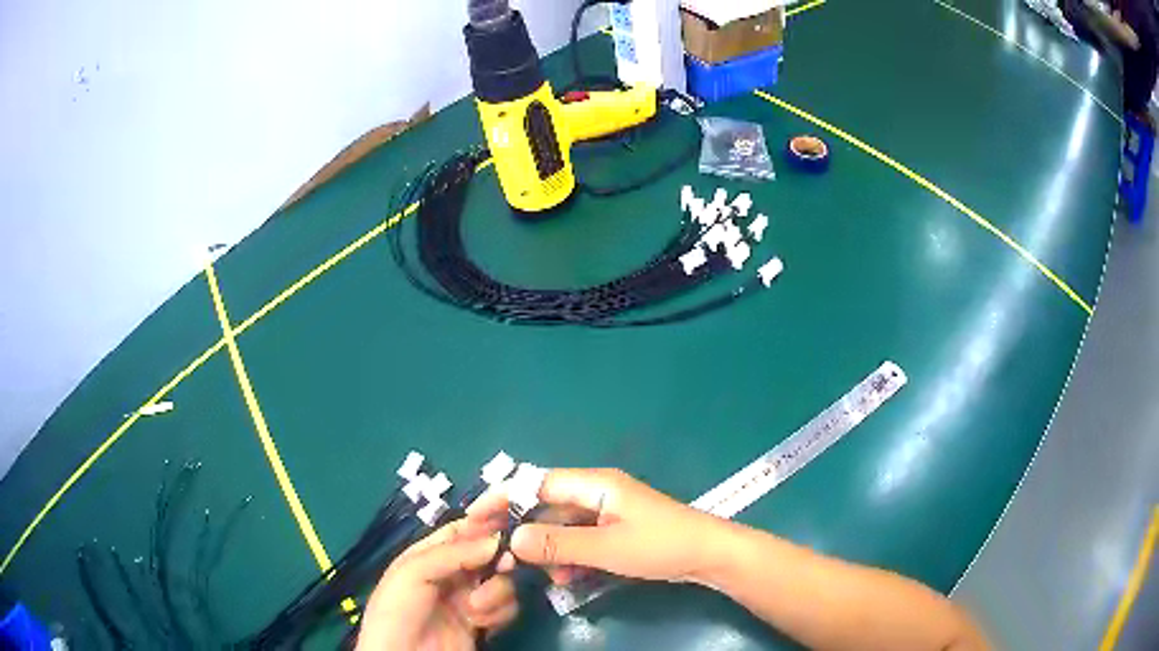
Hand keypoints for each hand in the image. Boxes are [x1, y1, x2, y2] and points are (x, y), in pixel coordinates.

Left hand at [355, 517, 518, 650]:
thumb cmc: (400, 609)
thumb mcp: (413, 572)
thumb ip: (453, 553)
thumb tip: (496, 540)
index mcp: (429, 554)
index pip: (462, 531)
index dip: (484, 526)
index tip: (508, 524)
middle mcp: (452, 573)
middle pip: (488, 554)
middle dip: (499, 559)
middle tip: (505, 565)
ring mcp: (469, 598)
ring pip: (501, 581)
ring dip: (495, 592)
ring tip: (474, 607)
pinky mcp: (483, 622)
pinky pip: (506, 608)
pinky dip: (498, 613)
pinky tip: (480, 622)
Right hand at [470, 468, 730, 585]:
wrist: (709, 555)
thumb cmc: (660, 545)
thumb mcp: (606, 548)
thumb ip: (558, 543)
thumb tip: (512, 538)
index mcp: (594, 484)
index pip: (536, 483)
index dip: (503, 498)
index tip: (475, 517)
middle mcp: (596, 492)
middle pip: (546, 504)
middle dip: (519, 526)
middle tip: (492, 549)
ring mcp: (606, 513)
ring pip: (561, 526)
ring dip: (544, 547)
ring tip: (527, 571)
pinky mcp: (614, 531)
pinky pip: (579, 540)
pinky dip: (566, 556)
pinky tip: (562, 578)